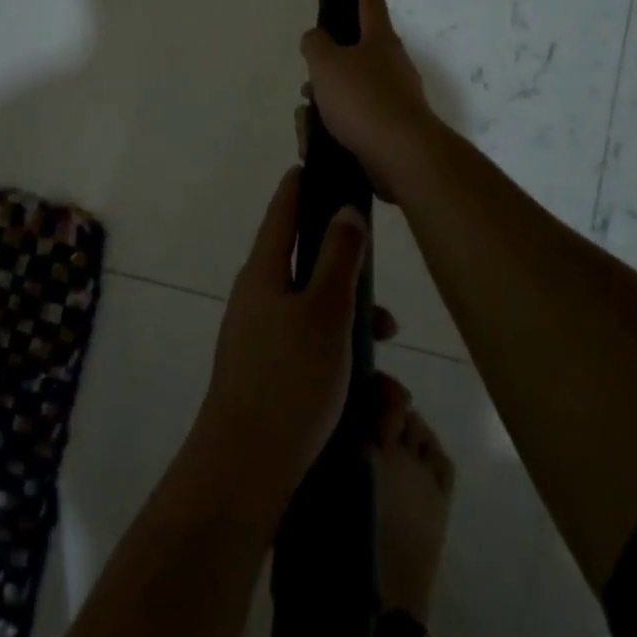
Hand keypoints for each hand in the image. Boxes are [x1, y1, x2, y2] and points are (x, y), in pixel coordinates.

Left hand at [197, 168, 371, 509]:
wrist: (244, 472)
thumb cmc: (289, 380)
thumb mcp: (324, 312)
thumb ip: (338, 258)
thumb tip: (344, 210)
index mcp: (264, 273)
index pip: (282, 213)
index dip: (300, 186)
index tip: (316, 165)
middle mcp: (259, 300)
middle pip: (309, 273)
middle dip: (353, 290)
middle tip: (387, 317)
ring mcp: (261, 342)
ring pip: (320, 325)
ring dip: (358, 347)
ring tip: (391, 389)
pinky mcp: (271, 381)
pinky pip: (315, 362)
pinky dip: (345, 376)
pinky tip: (375, 414)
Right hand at [300, 0, 439, 200]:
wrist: (400, 154)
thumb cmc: (362, 98)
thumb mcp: (327, 63)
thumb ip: (316, 45)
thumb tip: (316, 38)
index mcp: (380, 41)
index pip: (371, 7)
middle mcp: (393, 66)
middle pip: (358, 56)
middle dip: (330, 67)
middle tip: (310, 79)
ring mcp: (396, 100)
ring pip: (353, 92)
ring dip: (328, 101)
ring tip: (307, 117)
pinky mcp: (391, 131)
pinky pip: (356, 122)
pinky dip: (336, 127)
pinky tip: (318, 140)